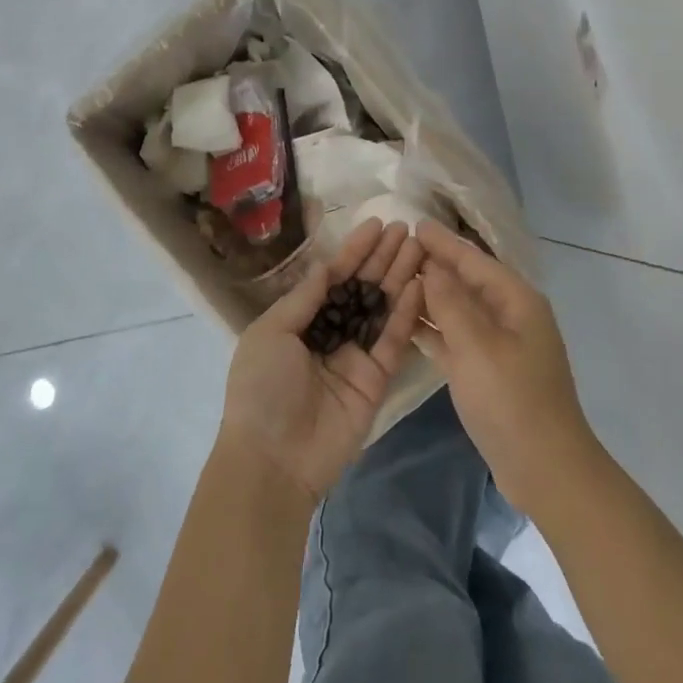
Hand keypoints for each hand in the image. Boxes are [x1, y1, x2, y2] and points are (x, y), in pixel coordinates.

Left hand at [219, 218, 426, 499]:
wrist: (274, 458)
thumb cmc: (262, 388)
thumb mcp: (272, 332)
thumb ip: (305, 298)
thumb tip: (328, 265)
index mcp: (299, 321)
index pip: (332, 278)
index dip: (354, 251)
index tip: (377, 224)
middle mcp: (330, 334)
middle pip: (362, 288)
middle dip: (383, 258)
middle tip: (408, 228)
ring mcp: (355, 356)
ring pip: (382, 309)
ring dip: (400, 277)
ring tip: (420, 246)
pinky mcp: (377, 379)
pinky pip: (393, 340)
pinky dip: (406, 312)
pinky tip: (419, 283)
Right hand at [414, 220, 601, 518]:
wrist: (544, 466)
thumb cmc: (511, 400)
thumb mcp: (477, 346)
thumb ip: (451, 304)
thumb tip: (432, 267)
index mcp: (516, 301)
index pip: (474, 260)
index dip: (444, 243)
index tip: (414, 224)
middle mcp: (510, 317)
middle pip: (467, 282)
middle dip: (436, 265)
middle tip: (397, 250)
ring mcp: (499, 346)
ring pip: (459, 311)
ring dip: (431, 297)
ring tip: (394, 282)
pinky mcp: (487, 372)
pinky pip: (456, 340)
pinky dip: (434, 331)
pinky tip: (406, 325)